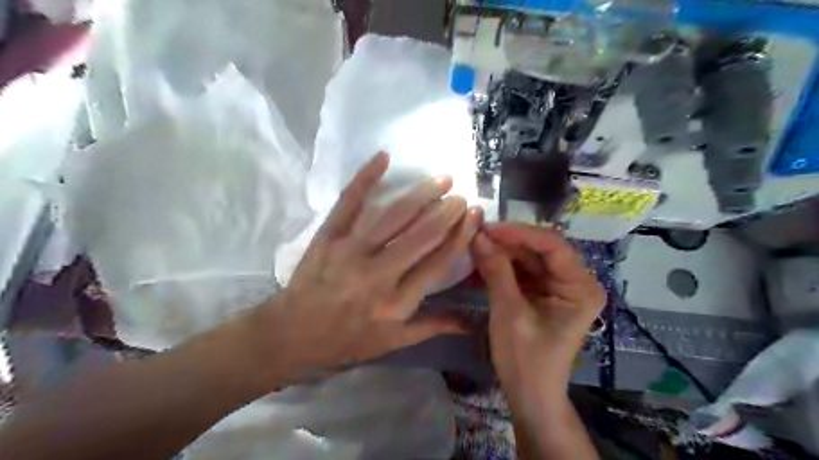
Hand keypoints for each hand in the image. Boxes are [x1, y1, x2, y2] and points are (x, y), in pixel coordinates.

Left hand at [250, 153, 480, 385]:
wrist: (293, 333)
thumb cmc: (347, 340)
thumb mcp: (393, 341)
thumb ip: (432, 326)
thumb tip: (471, 321)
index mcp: (396, 301)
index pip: (437, 261)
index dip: (459, 236)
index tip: (474, 215)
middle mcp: (377, 273)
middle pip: (420, 235)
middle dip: (446, 212)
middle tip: (461, 195)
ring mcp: (351, 250)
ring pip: (392, 217)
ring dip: (420, 195)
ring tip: (442, 179)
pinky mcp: (328, 236)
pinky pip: (349, 202)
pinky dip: (365, 178)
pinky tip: (383, 157)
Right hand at [471, 225, 603, 396]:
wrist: (530, 396)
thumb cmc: (525, 359)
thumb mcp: (509, 312)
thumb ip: (496, 271)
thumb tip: (478, 236)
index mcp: (581, 287)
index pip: (553, 246)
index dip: (519, 233)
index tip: (488, 229)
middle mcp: (575, 281)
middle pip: (540, 249)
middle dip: (508, 242)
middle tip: (476, 234)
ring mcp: (559, 287)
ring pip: (529, 258)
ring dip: (502, 252)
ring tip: (474, 245)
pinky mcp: (544, 293)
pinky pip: (522, 271)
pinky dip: (502, 266)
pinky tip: (481, 260)